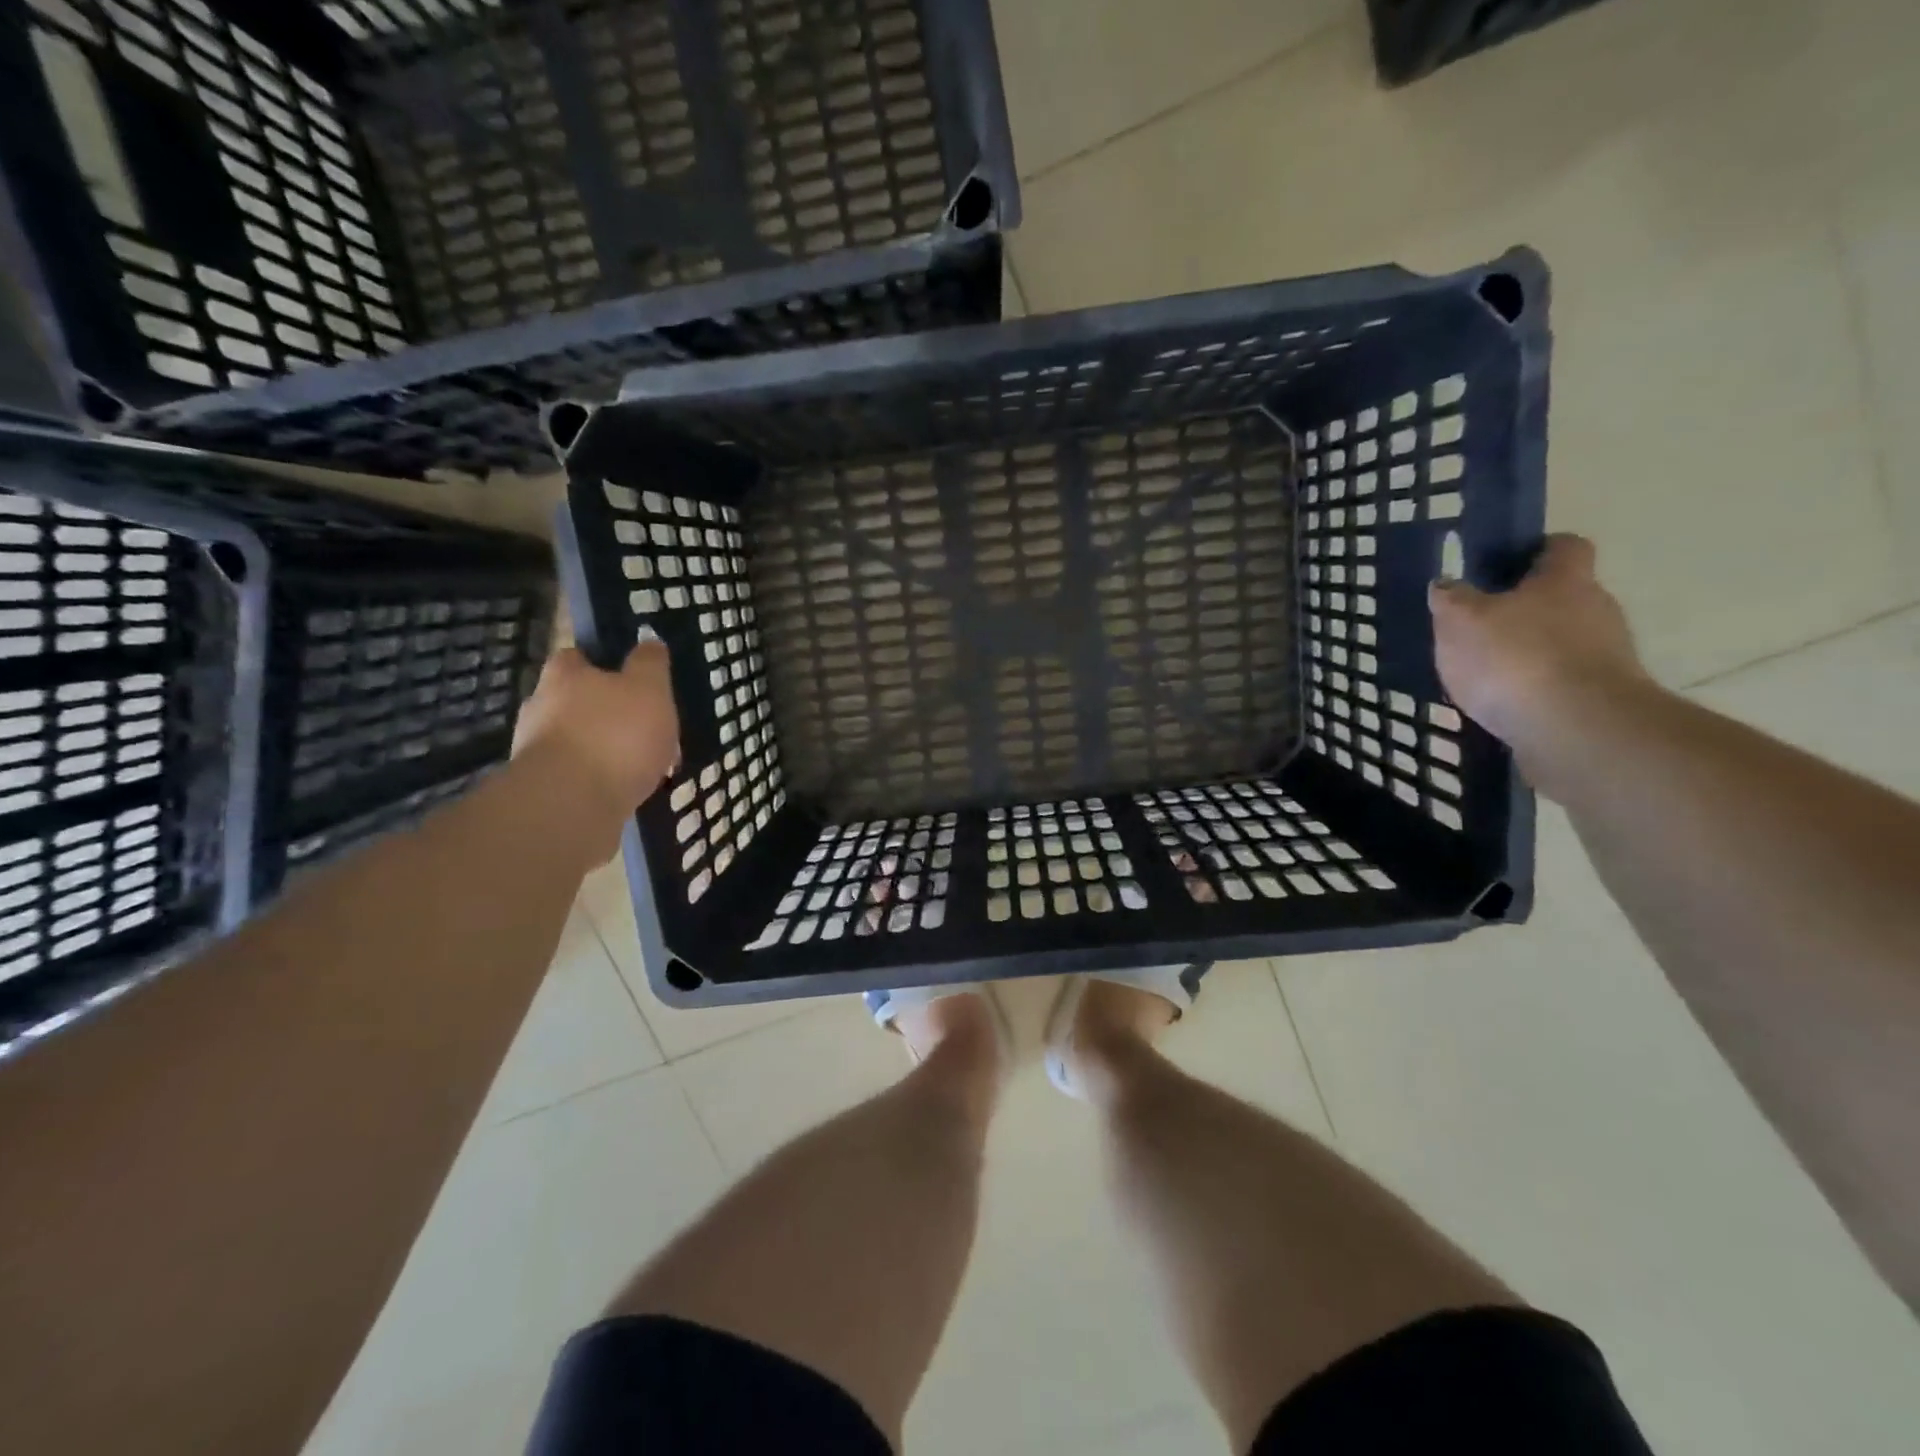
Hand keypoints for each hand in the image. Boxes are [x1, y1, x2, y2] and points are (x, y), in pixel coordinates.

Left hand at [513, 641, 679, 826]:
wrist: (571, 804)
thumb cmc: (616, 734)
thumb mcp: (649, 688)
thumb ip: (650, 664)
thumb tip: (649, 641)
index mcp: (564, 675)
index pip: (577, 656)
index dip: (603, 663)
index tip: (629, 677)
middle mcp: (540, 706)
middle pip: (576, 700)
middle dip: (607, 711)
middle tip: (645, 726)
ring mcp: (536, 750)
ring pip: (578, 740)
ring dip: (605, 748)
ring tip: (643, 765)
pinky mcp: (541, 788)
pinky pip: (577, 775)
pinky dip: (599, 778)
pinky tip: (626, 789)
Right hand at [1430, 534, 1648, 757]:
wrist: (1576, 728)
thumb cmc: (1514, 658)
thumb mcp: (1461, 621)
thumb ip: (1451, 599)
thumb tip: (1446, 584)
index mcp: (1565, 581)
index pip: (1564, 547)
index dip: (1539, 549)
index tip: (1508, 562)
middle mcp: (1596, 609)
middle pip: (1564, 597)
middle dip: (1528, 608)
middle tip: (1482, 625)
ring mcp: (1606, 656)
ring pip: (1564, 641)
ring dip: (1531, 651)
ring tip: (1488, 673)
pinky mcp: (1602, 698)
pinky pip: (1563, 681)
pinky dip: (1537, 687)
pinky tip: (1506, 704)